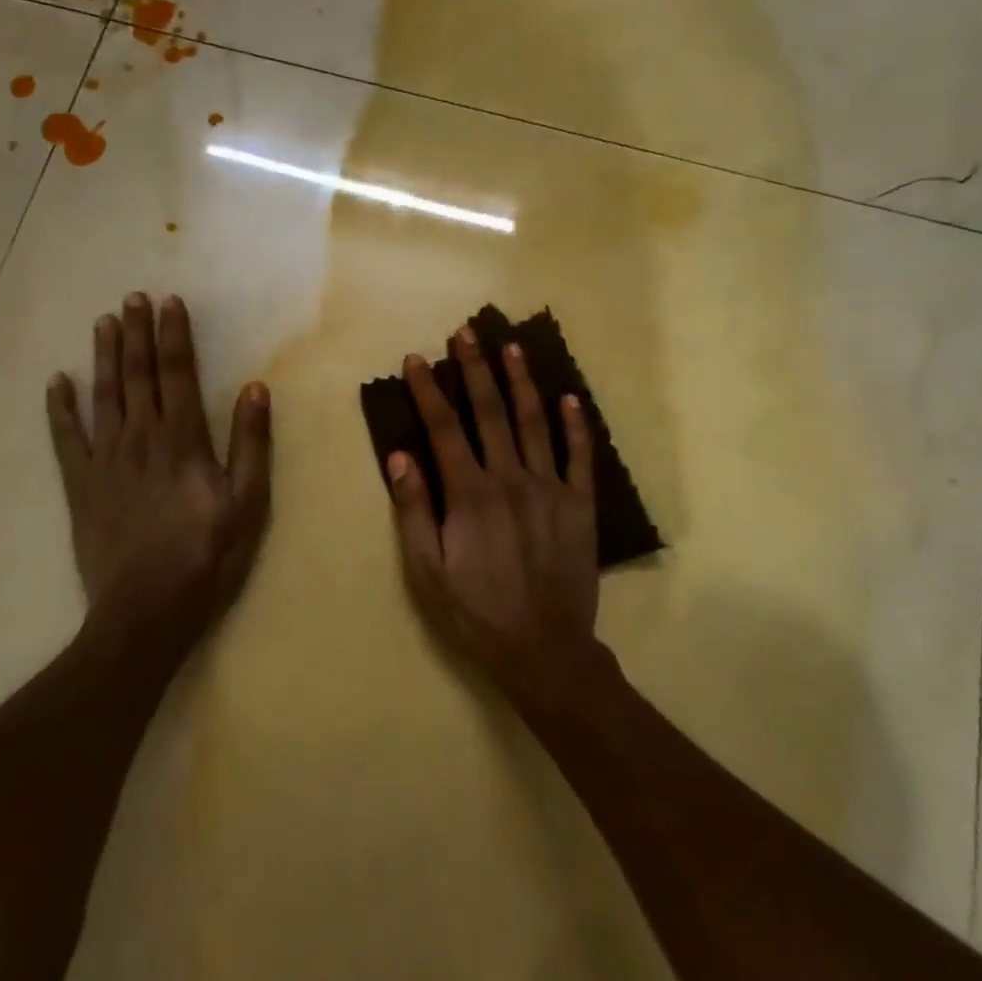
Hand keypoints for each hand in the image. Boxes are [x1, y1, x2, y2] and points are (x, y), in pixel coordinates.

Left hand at [46, 293, 271, 668]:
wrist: (146, 609)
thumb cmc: (206, 556)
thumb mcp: (247, 504)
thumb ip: (251, 445)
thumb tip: (255, 389)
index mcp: (183, 440)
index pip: (178, 374)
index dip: (174, 335)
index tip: (169, 302)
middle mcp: (140, 438)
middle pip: (138, 375)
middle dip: (137, 334)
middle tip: (131, 298)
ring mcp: (105, 460)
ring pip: (104, 396)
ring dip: (105, 357)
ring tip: (103, 323)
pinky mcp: (80, 485)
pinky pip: (66, 438)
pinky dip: (60, 408)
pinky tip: (58, 382)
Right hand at [387, 324, 599, 695]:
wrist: (544, 648)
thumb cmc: (476, 611)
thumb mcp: (427, 570)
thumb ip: (414, 511)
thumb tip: (400, 456)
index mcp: (469, 494)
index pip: (444, 428)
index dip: (428, 390)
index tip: (417, 358)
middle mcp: (510, 479)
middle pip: (490, 412)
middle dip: (475, 369)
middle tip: (467, 332)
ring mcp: (550, 489)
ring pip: (534, 423)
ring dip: (521, 382)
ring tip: (511, 347)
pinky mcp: (581, 505)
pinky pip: (580, 456)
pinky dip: (576, 425)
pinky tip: (569, 397)